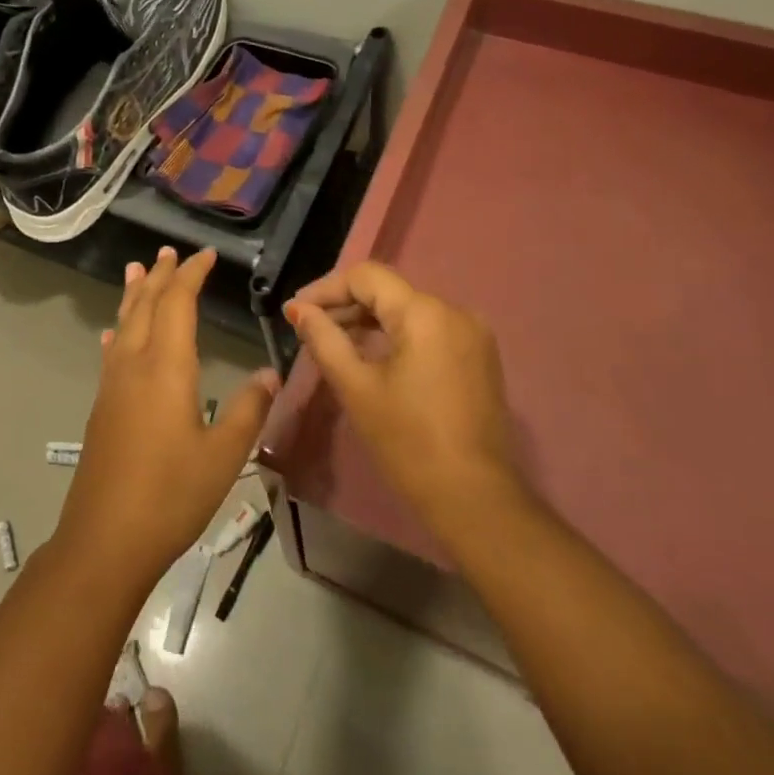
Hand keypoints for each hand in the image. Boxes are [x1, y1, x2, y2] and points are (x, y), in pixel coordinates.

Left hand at [55, 247, 279, 586]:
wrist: (105, 540)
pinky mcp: (102, 407)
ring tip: (136, 270)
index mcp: (166, 367)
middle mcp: (134, 365)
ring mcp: (113, 385)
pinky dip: (118, 332)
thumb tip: (270, 372)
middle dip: (159, 276)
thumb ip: (249, 409)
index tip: (206, 256)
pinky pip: (112, 352)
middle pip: (144, 305)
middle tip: (167, 251)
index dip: (191, 275)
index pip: (177, 303)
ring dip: (133, 295)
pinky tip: (112, 335)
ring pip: (123, 324)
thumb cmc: (171, 494)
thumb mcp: (224, 455)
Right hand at [288, 262, 523, 549]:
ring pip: (408, 310)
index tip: (295, 312)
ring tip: (332, 341)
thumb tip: (299, 310)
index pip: (367, 277)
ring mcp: (472, 334)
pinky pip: (428, 330)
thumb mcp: (356, 387)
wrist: (473, 497)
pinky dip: (395, 335)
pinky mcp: (478, 356)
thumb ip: (324, 339)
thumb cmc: (407, 441)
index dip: (326, 288)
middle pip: (388, 291)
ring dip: (368, 320)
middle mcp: (454, 311)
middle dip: (345, 304)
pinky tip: (370, 354)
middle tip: (307, 327)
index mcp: (425, 313)